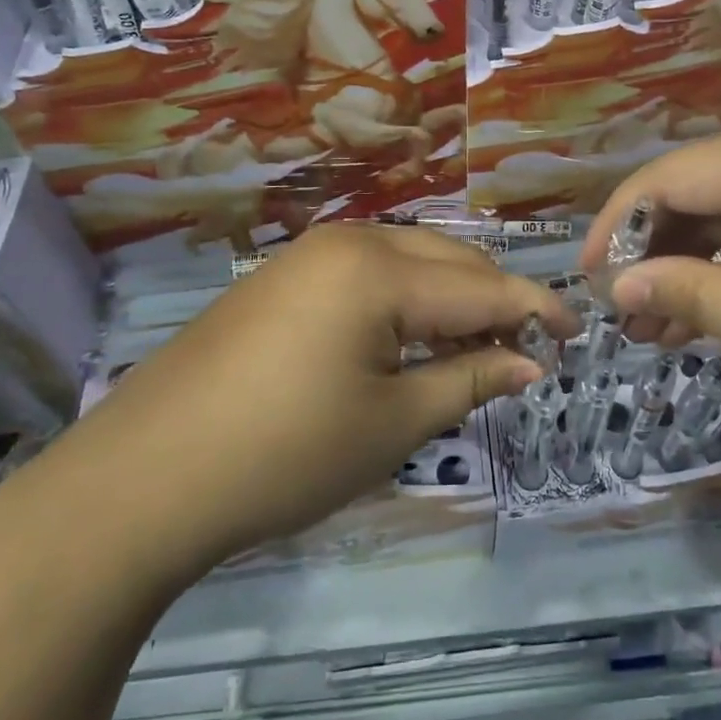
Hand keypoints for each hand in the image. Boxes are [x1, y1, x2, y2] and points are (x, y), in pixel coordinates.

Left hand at [43, 225, 577, 588]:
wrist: (141, 477)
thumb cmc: (283, 454)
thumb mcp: (391, 423)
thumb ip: (468, 379)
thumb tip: (531, 362)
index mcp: (380, 270)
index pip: (481, 285)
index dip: (535, 308)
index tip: (578, 331)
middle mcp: (348, 242)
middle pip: (447, 259)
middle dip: (493, 297)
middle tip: (526, 346)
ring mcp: (307, 254)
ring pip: (407, 259)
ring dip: (448, 294)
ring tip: (474, 342)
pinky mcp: (281, 277)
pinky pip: (366, 271)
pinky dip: (403, 297)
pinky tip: (407, 335)